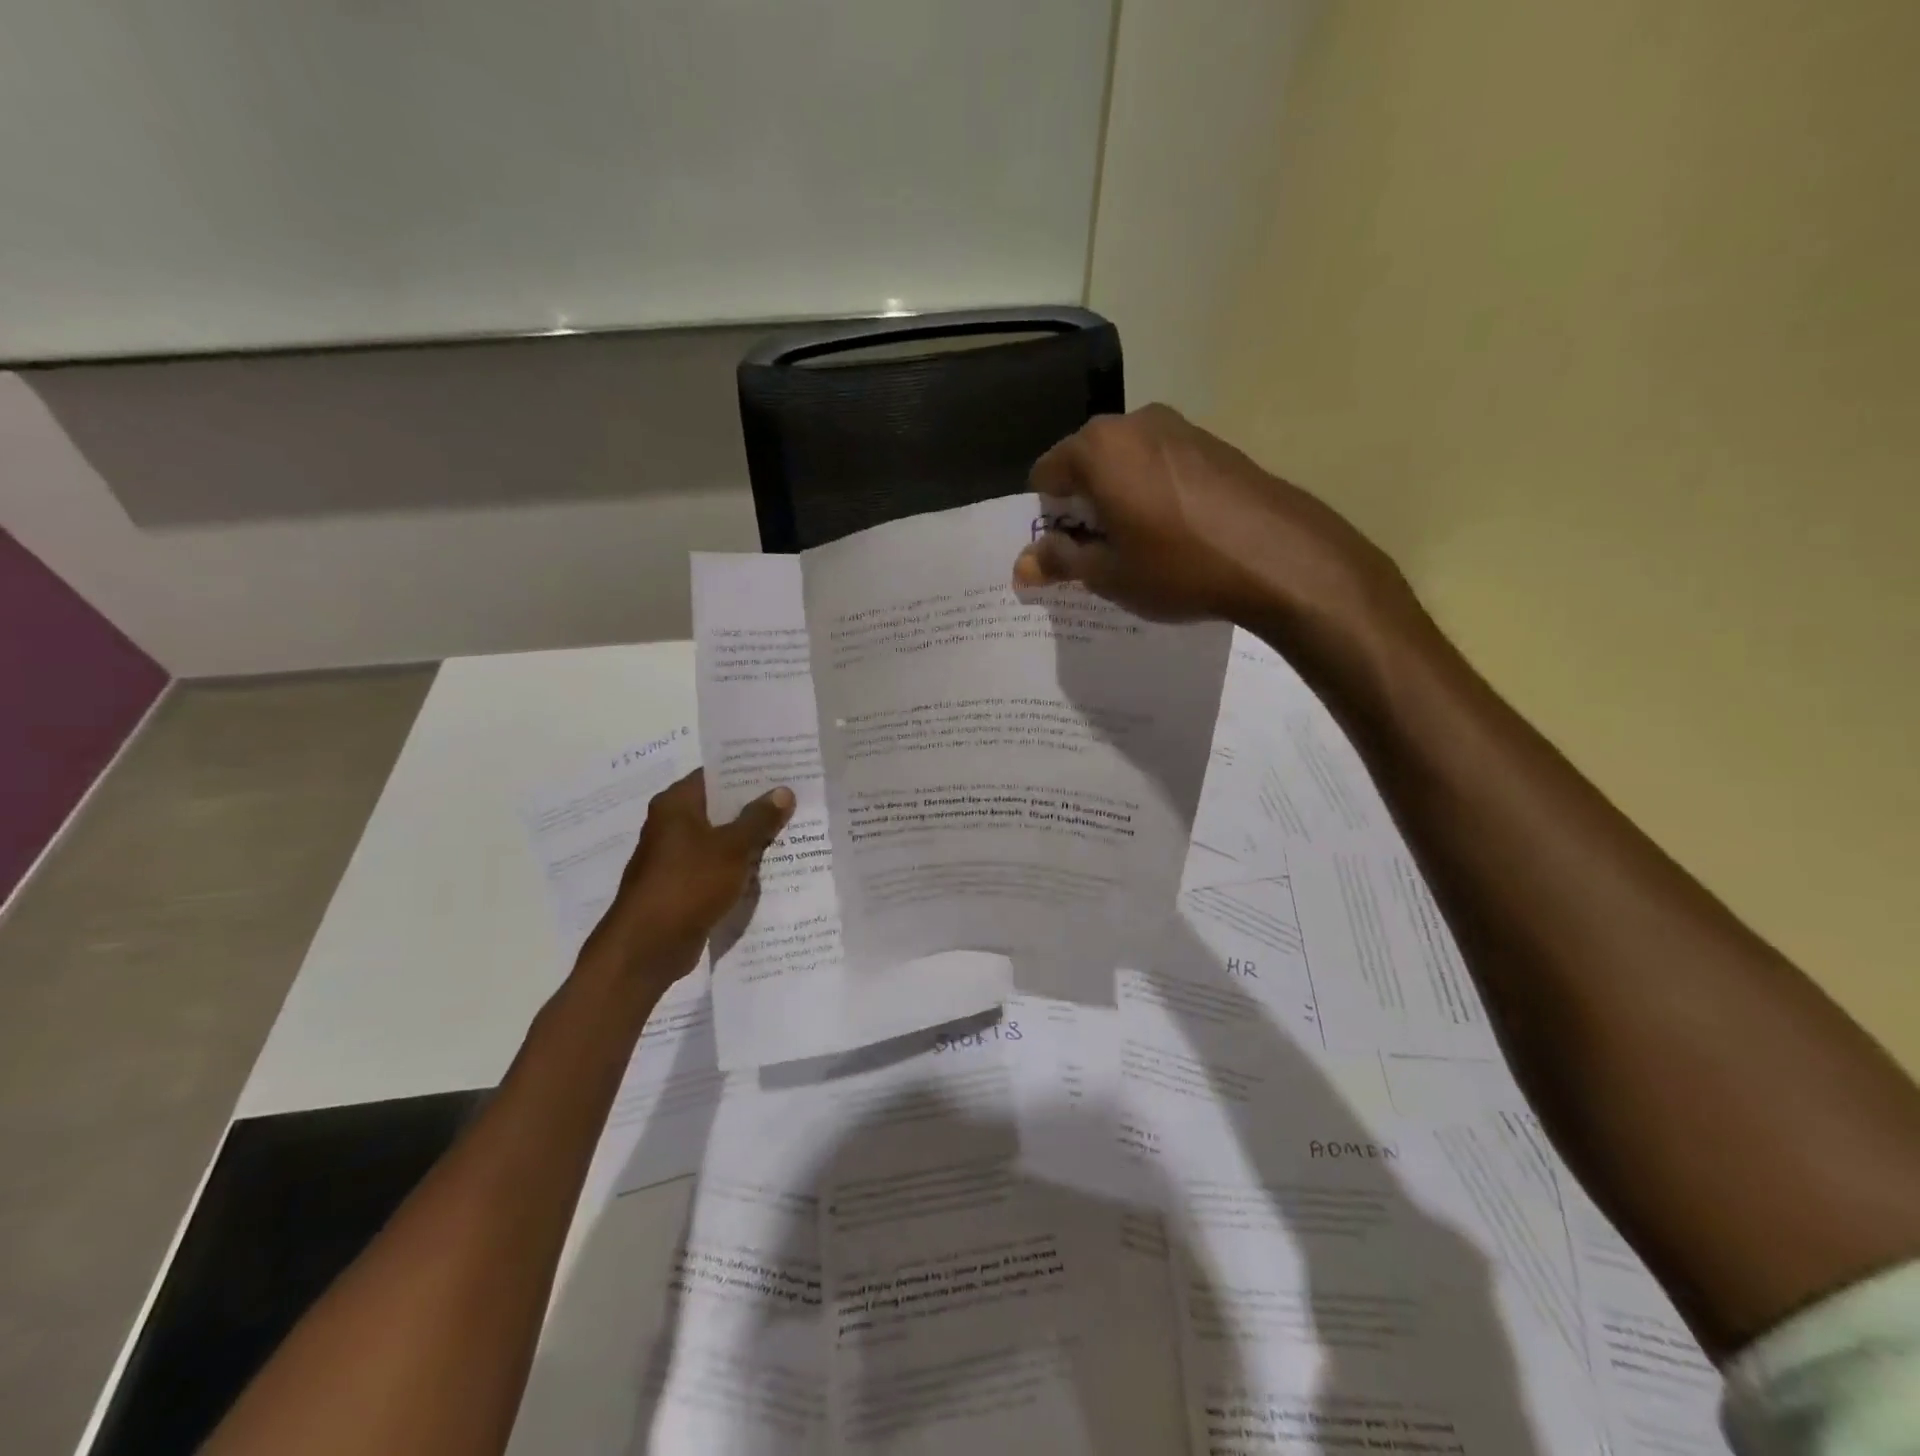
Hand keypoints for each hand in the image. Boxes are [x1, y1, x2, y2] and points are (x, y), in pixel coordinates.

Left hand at [580, 769, 794, 984]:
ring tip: (794, 829)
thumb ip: (759, 818)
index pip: (716, 774)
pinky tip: (772, 867)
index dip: (749, 770)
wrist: (648, 946)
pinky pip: (719, 866)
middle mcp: (673, 824)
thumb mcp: (732, 847)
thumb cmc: (688, 884)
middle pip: (721, 806)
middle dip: (757, 805)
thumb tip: (784, 791)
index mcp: (677, 804)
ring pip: (722, 838)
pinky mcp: (684, 885)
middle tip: (797, 798)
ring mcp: (677, 857)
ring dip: (751, 838)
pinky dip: (740, 865)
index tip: (783, 768)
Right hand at [1013, 405, 1419, 657]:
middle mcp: (1134, 422)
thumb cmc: (1178, 567)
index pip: (1045, 474)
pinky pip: (1162, 464)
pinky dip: (1154, 492)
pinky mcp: (1214, 442)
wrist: (1279, 558)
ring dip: (1120, 498)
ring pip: (1126, 463)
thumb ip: (1060, 561)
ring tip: (1142, 545)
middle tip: (1101, 552)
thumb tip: (1022, 564)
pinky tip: (1178, 532)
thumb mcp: (1109, 575)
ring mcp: (1179, 427)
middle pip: (1086, 463)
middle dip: (1083, 505)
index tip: (1068, 550)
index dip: (1048, 516)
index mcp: (1098, 448)